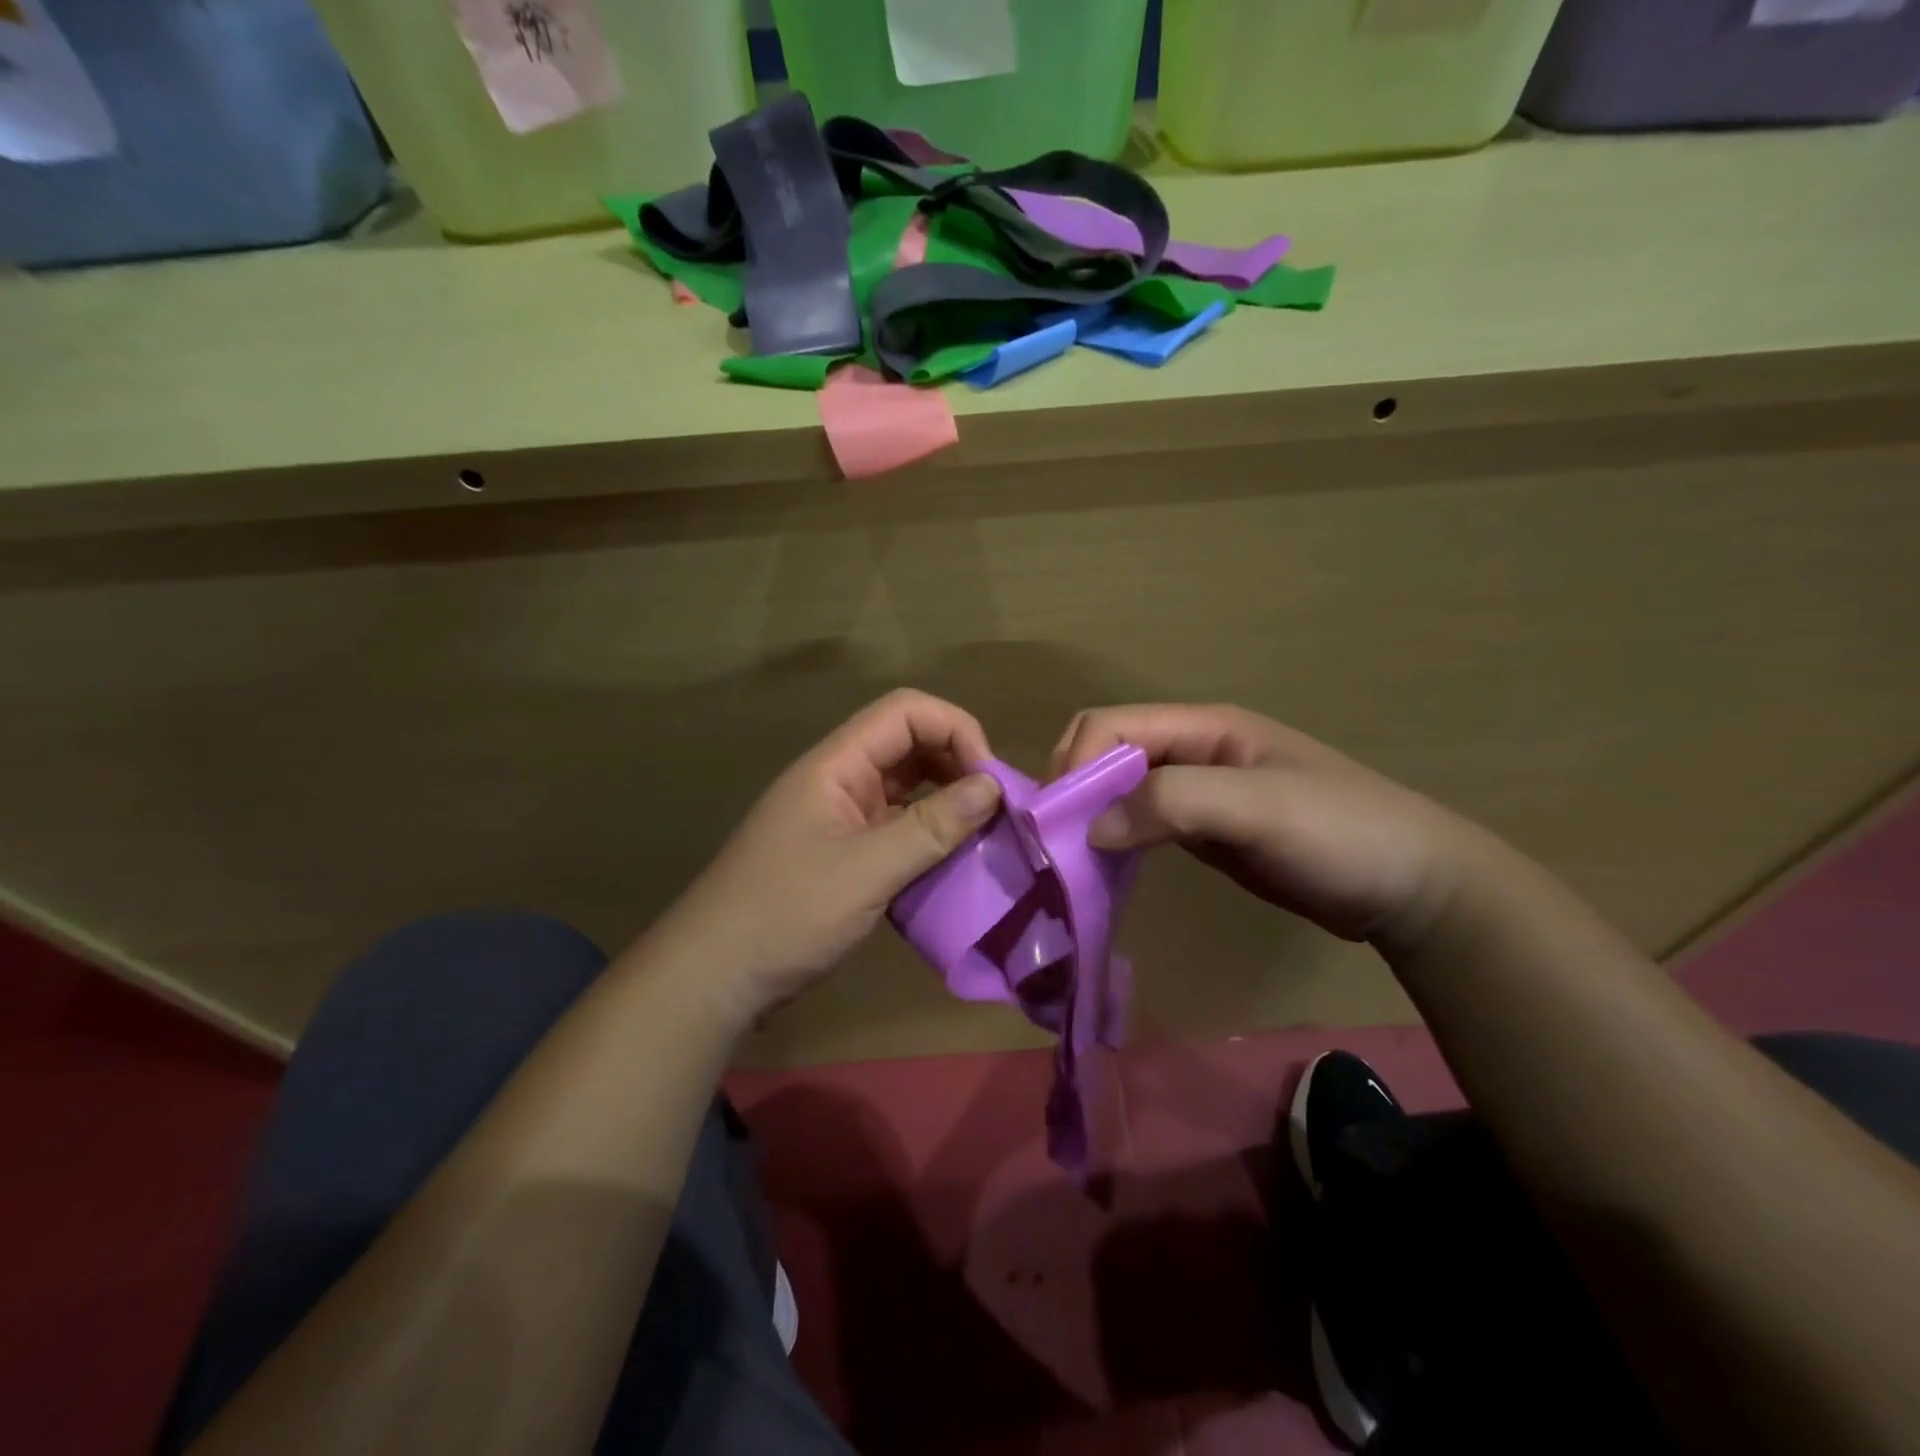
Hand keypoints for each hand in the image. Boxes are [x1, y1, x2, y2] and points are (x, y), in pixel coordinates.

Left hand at [663, 690, 1002, 1022]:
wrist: (714, 976)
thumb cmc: (787, 913)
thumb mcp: (867, 870)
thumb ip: (932, 826)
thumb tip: (993, 786)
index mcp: (837, 764)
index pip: (906, 712)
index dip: (955, 730)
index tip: (990, 779)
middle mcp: (839, 779)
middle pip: (909, 744)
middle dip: (957, 765)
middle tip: (996, 808)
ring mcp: (839, 817)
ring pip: (906, 788)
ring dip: (946, 802)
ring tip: (984, 833)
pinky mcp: (843, 853)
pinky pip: (896, 827)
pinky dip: (928, 836)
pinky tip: (952, 862)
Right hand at [1051, 703, 1480, 948]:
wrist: (1413, 887)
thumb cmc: (1340, 833)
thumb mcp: (1258, 807)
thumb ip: (1171, 803)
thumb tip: (1091, 828)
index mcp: (1203, 727)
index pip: (1112, 725)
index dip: (1076, 763)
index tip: (1057, 821)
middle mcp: (1192, 751)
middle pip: (1108, 752)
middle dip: (1075, 787)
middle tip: (1057, 842)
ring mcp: (1198, 792)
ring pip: (1120, 789)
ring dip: (1090, 816)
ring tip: (1070, 860)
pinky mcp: (1204, 831)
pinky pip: (1141, 824)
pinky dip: (1115, 840)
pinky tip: (1104, 869)